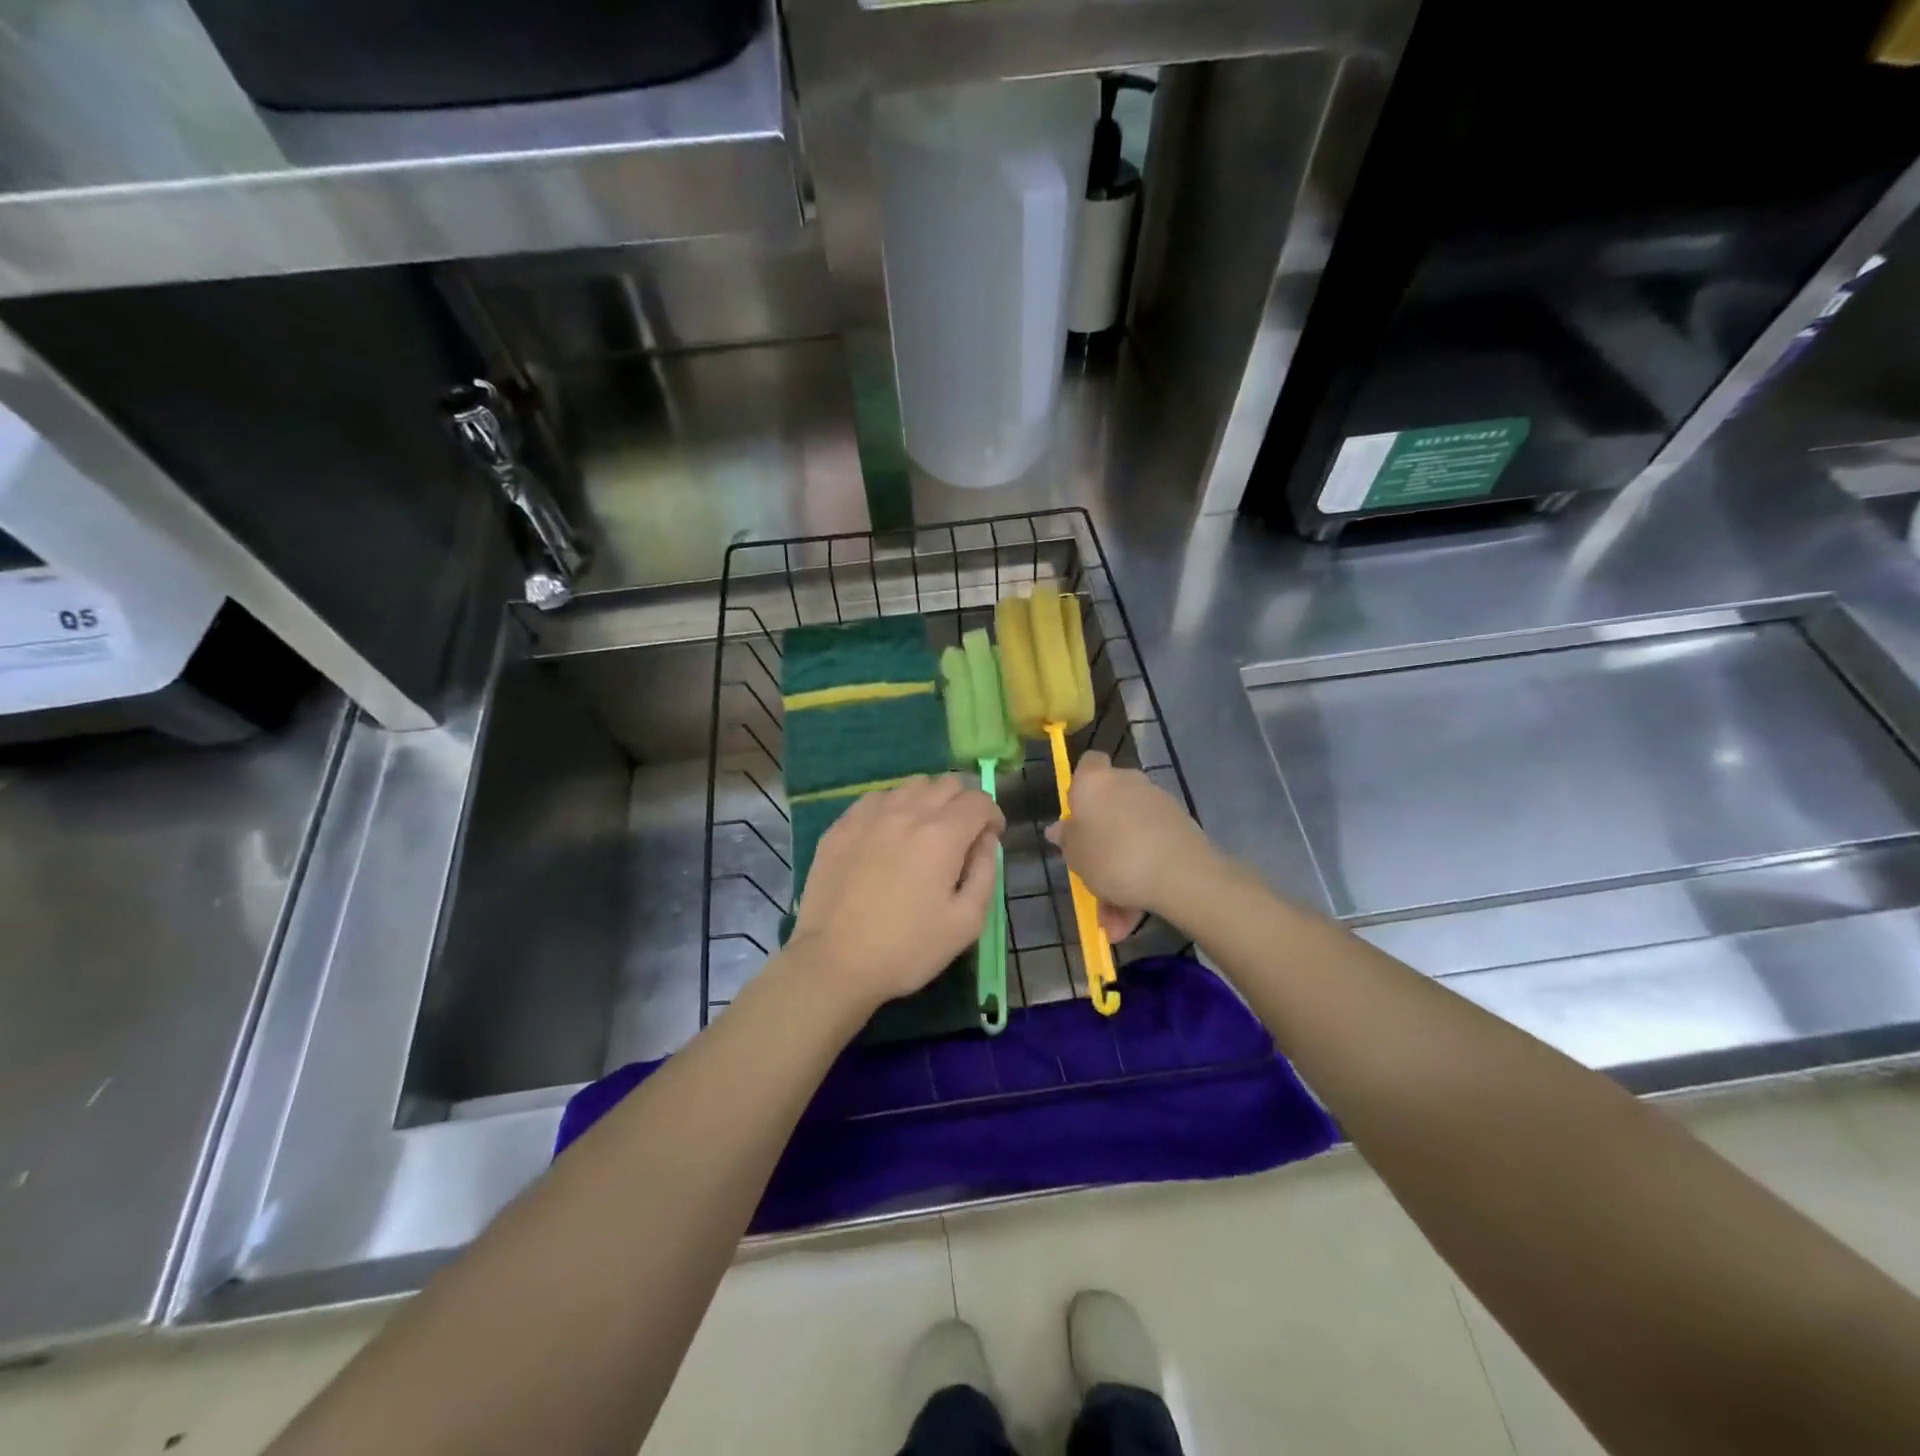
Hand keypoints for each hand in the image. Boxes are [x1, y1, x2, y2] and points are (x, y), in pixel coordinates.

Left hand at [788, 775, 1003, 1008]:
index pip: (978, 800)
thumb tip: (986, 841)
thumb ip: (986, 873)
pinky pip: (876, 798)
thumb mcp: (966, 923)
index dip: (992, 816)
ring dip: (927, 801)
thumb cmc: (907, 948)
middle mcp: (907, 812)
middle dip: (962, 803)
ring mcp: (869, 815)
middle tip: (960, 836)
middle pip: (946, 784)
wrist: (834, 961)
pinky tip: (887, 836)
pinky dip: (893, 807)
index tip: (989, 839)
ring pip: (910, 786)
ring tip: (923, 833)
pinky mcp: (841, 825)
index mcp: (942, 834)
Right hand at [1046, 752, 1218, 927]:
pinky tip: (1135, 914)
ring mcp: (1157, 802)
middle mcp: (1127, 782)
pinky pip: (1151, 848)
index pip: (1088, 764)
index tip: (1077, 814)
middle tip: (1093, 870)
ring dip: (1122, 869)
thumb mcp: (1075, 856)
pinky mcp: (1180, 825)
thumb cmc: (1112, 858)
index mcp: (1095, 782)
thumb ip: (1066, 840)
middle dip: (1103, 836)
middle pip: (1110, 803)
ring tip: (1115, 917)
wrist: (1179, 874)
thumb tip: (1059, 828)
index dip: (1081, 785)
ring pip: (1131, 835)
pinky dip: (1143, 876)